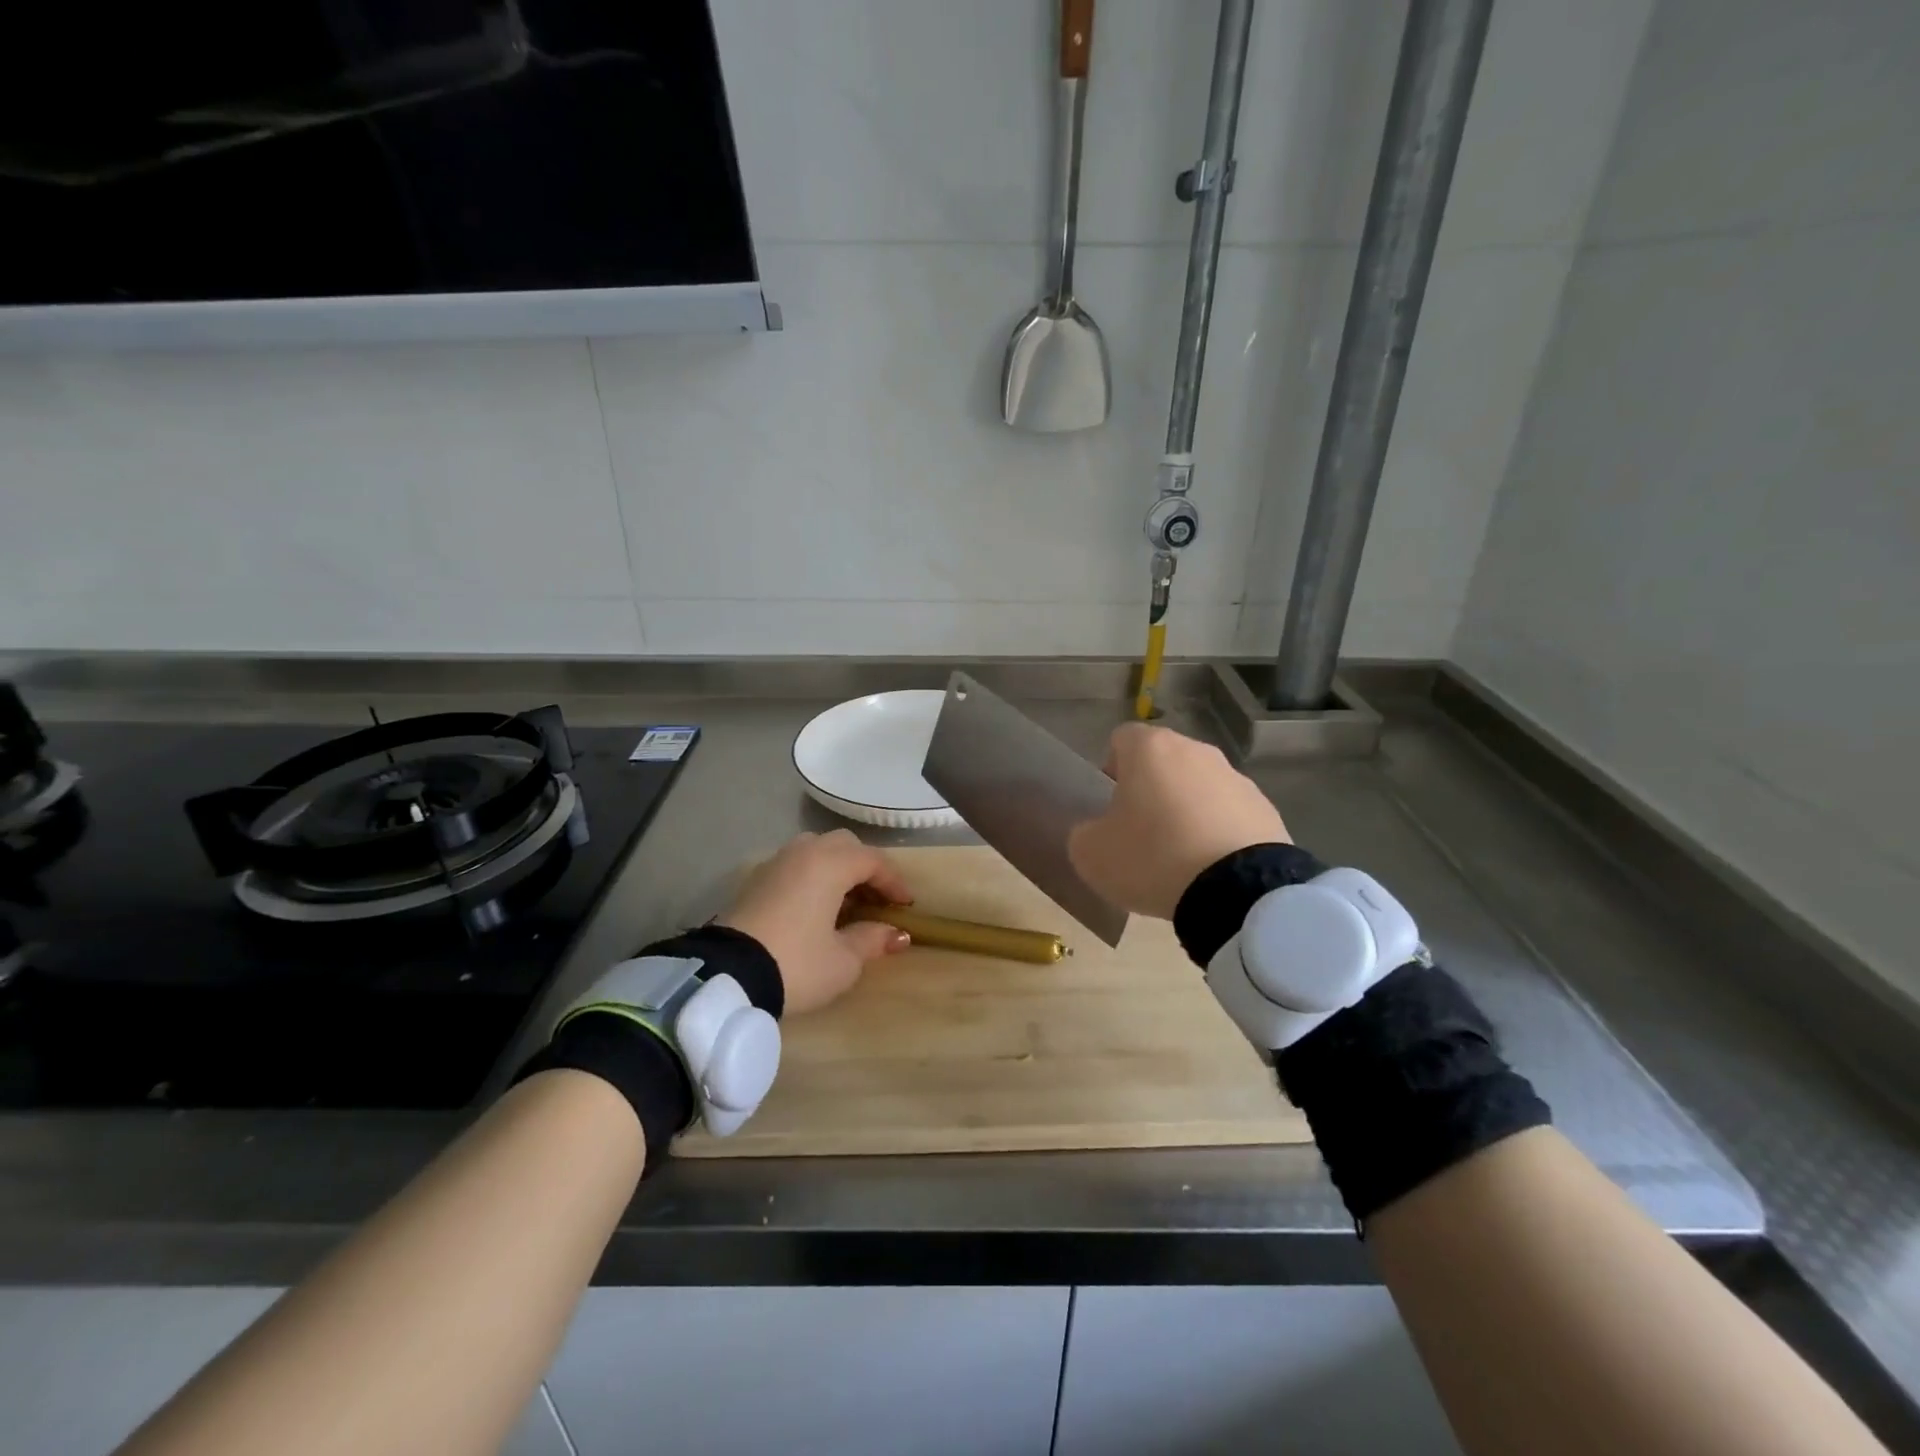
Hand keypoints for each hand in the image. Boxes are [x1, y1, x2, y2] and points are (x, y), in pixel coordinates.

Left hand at [718, 829, 914, 1014]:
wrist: (726, 977)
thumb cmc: (796, 964)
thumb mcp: (843, 961)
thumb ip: (872, 940)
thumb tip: (897, 934)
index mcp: (830, 864)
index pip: (873, 860)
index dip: (894, 881)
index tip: (905, 905)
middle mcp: (803, 853)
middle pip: (843, 845)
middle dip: (865, 867)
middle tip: (876, 898)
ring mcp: (775, 863)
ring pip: (815, 850)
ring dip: (836, 868)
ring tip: (845, 900)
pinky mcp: (754, 880)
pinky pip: (794, 866)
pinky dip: (811, 876)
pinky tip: (813, 907)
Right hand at [1068, 723, 1290, 918]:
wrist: (1239, 891)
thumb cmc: (1152, 858)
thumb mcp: (1091, 854)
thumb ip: (1085, 833)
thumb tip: (1097, 831)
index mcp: (1150, 749)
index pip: (1121, 739)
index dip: (1111, 768)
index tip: (1111, 806)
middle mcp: (1195, 751)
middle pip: (1163, 761)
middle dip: (1151, 789)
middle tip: (1142, 832)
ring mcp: (1236, 777)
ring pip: (1198, 786)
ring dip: (1186, 810)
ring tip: (1180, 858)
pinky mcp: (1266, 809)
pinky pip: (1229, 814)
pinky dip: (1217, 832)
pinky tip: (1212, 868)